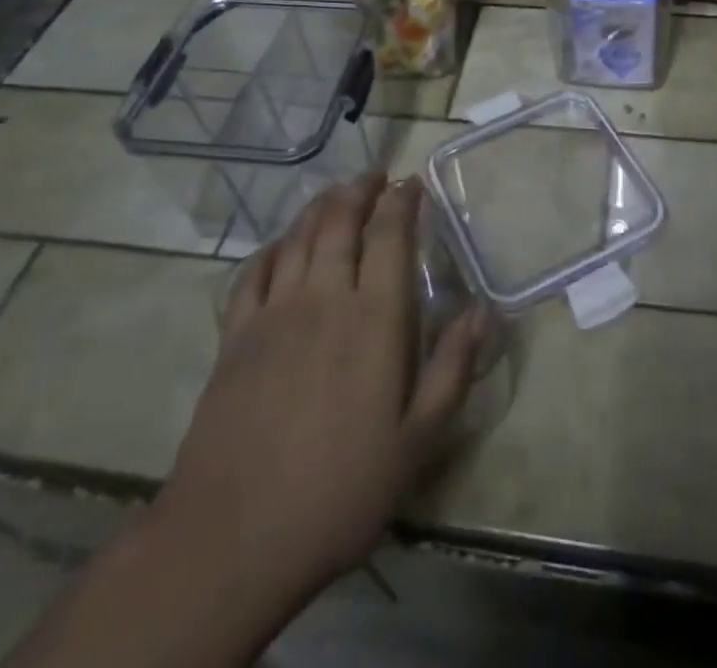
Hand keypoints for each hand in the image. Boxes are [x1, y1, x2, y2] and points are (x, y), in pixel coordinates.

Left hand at [158, 175, 482, 600]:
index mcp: (374, 318)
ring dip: (321, 206)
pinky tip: (281, 245)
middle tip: (375, 178)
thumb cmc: (340, 491)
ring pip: (299, 236)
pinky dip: (273, 246)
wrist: (233, 538)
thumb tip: (483, 311)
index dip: (402, 201)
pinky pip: (254, 271)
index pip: (390, 234)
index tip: (412, 184)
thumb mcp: (417, 441)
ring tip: (337, 194)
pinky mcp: (235, 335)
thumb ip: (453, 369)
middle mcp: (324, 297)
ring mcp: (274, 312)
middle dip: (360, 190)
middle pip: (340, 221)